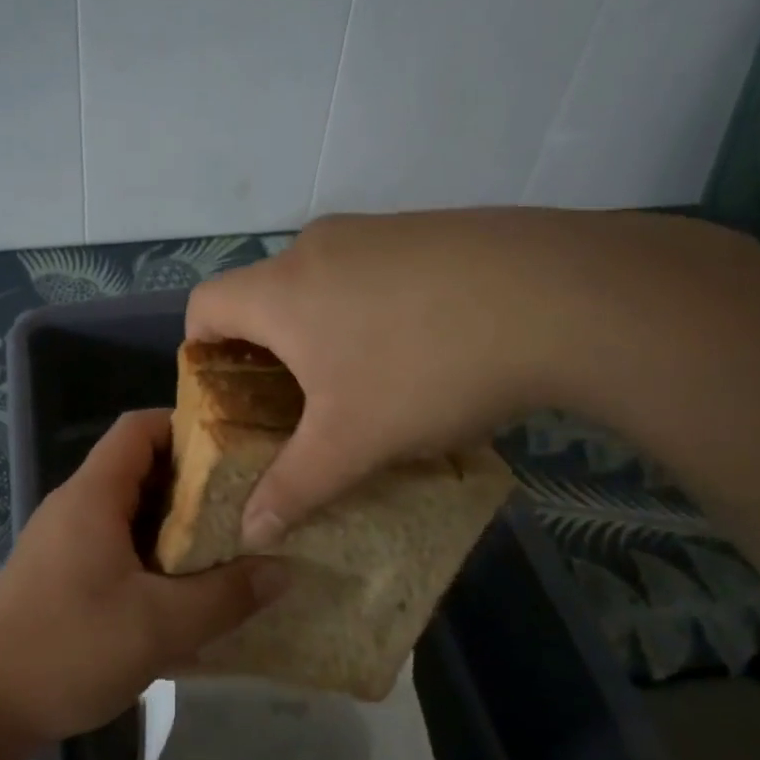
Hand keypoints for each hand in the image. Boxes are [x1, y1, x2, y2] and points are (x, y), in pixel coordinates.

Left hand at [0, 410, 287, 745]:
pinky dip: (153, 559)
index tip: (235, 451)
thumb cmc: (69, 650)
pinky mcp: (61, 576)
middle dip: (194, 484)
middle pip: (140, 469)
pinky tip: (185, 596)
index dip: (187, 427)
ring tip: (228, 549)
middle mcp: (75, 507)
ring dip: (176, 528)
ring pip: (130, 514)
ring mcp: (64, 542)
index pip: (139, 428)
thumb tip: (284, 570)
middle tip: (247, 506)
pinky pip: (116, 548)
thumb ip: (226, 596)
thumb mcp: (160, 625)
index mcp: (93, 496)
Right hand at [187, 209, 589, 548]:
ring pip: (320, 281)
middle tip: (296, 402)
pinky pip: (371, 268)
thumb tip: (251, 532)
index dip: (199, 350)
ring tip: (364, 378)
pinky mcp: (426, 227)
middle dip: (266, 350)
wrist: (560, 296)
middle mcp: (315, 246)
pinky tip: (421, 343)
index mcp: (280, 290)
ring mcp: (375, 229)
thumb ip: (293, 488)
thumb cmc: (425, 369)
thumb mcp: (352, 443)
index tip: (228, 394)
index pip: (204, 306)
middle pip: (262, 295)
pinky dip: (370, 305)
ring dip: (322, 327)